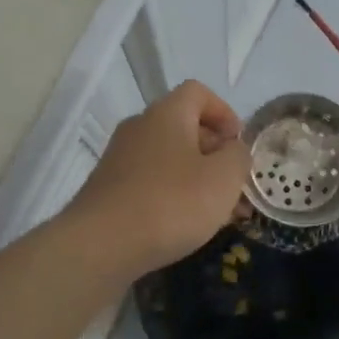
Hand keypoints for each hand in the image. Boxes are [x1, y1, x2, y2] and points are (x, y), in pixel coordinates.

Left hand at [66, 80, 251, 278]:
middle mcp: (139, 128)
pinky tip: (186, 226)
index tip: (238, 144)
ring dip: (197, 179)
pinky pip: (151, 181)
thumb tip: (233, 150)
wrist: (100, 245)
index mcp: (166, 114)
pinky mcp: (109, 189)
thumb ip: (238, 157)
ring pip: (169, 158)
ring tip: (219, 214)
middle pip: (184, 127)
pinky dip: (173, 195)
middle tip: (235, 186)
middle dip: (215, 154)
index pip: (198, 92)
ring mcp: (119, 158)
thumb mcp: (223, 179)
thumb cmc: (170, 203)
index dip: (224, 112)